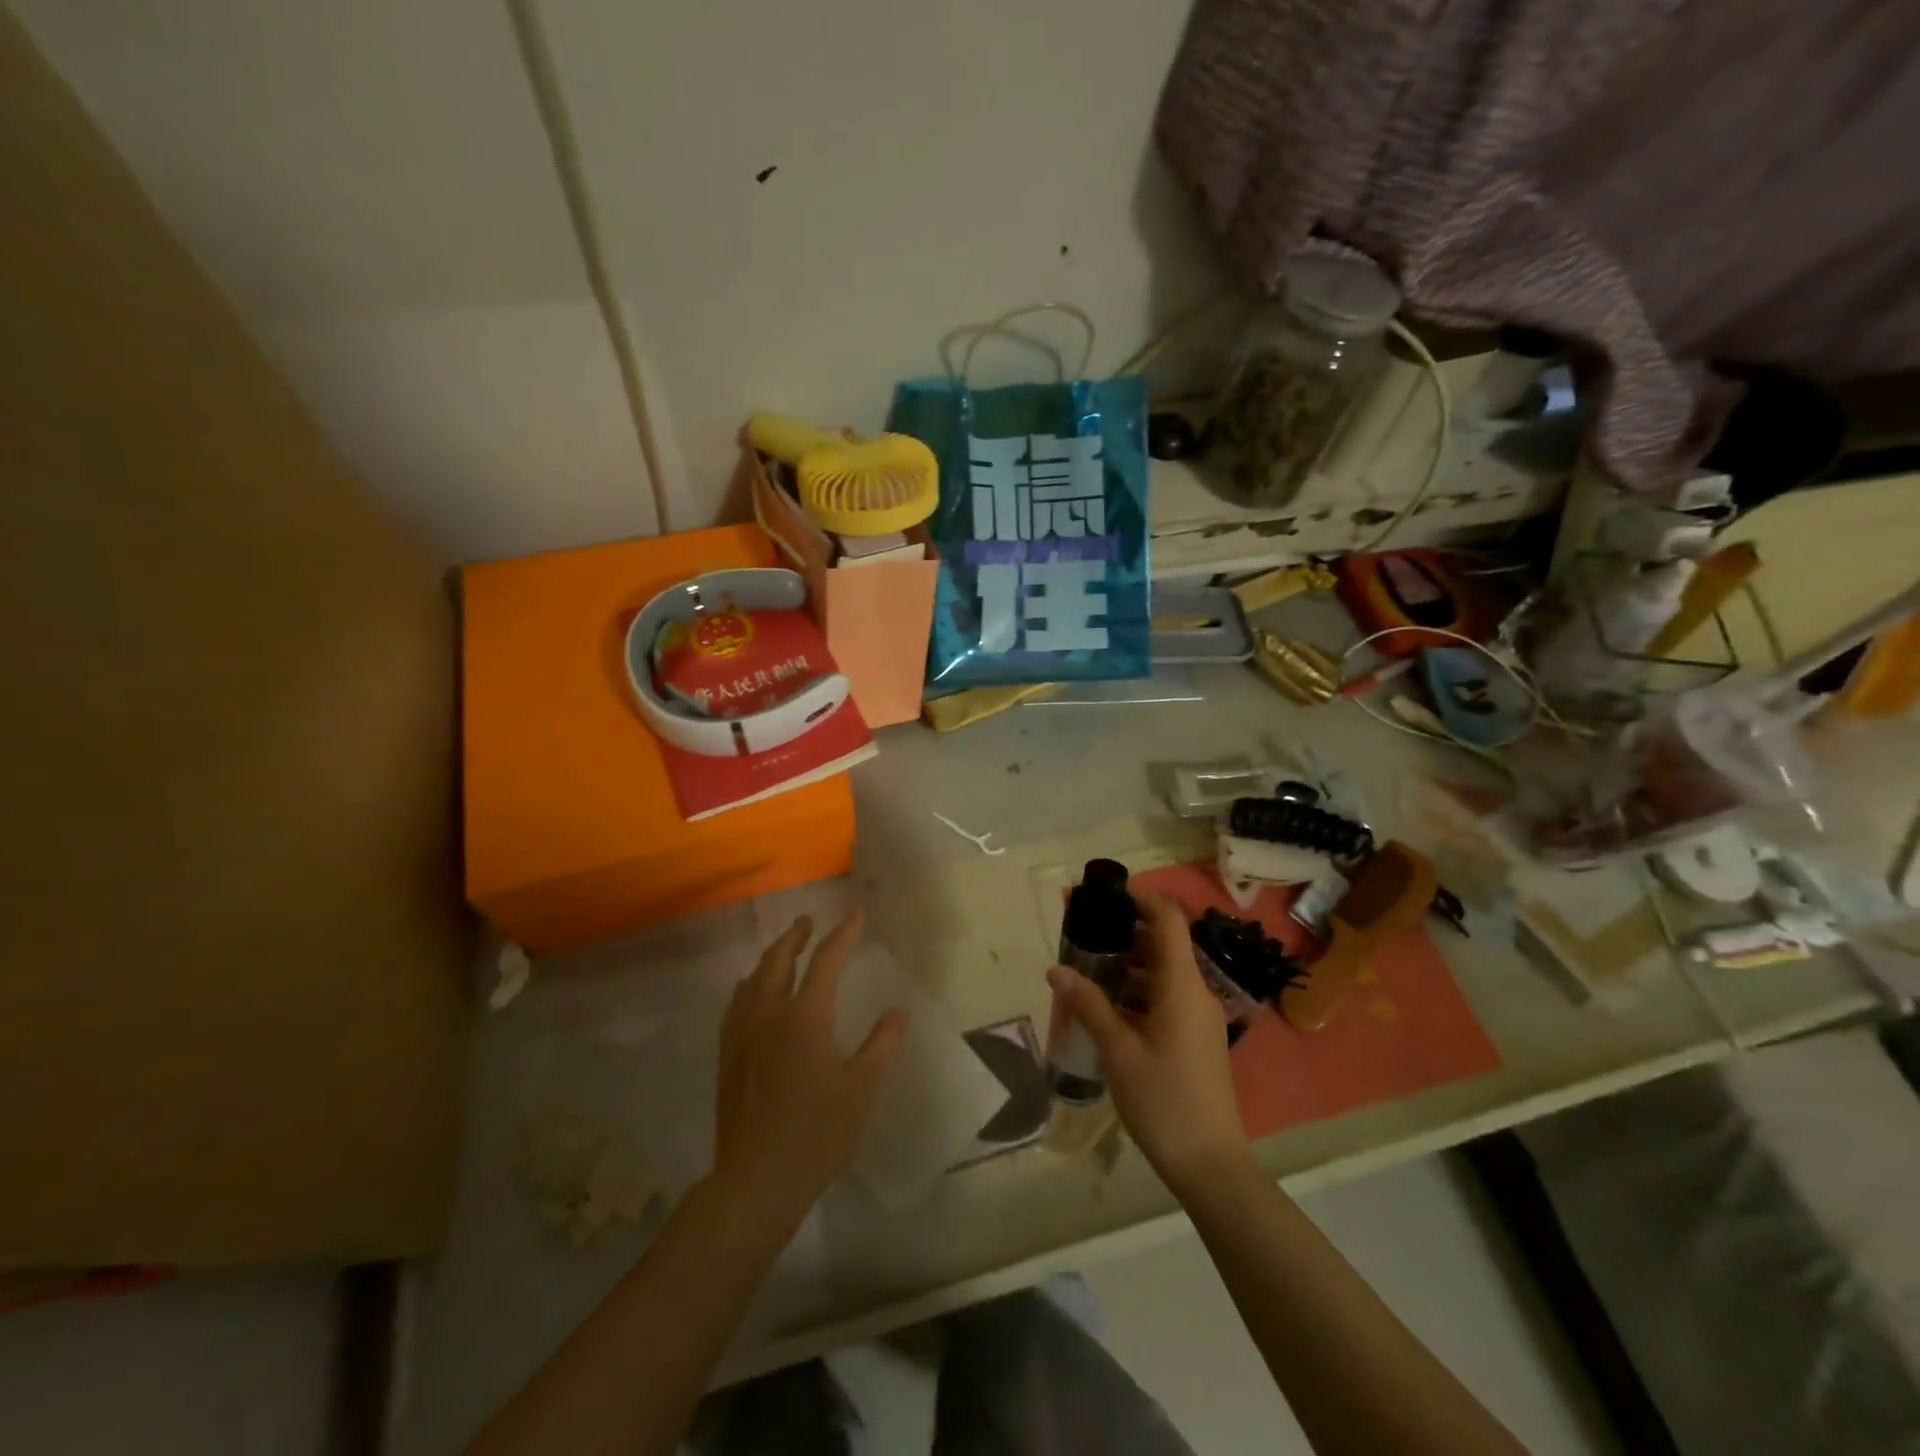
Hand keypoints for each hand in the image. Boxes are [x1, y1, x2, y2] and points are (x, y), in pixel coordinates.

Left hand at [710, 912, 907, 1244]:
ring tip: (785, 949)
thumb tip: (900, 1011)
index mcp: (805, 1018)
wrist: (755, 1181)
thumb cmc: (816, 1135)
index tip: (855, 915)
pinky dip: (750, 983)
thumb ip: (881, 1045)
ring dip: (772, 956)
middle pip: (779, 960)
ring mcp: (742, 1033)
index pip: (826, 962)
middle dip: (796, 936)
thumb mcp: (860, 1091)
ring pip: (753, 978)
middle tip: (808, 922)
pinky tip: (752, 991)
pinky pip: (737, 1002)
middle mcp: (768, 1014)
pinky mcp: (727, 1054)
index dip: (842, 935)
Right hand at [1047, 891, 1252, 1195]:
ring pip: (1166, 973)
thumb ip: (1088, 1005)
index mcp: (1182, 987)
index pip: (1168, 921)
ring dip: (1132, 964)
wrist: (1210, 1163)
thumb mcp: (1118, 1050)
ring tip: (1090, 967)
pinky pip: (1169, 997)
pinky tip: (1110, 1006)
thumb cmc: (1163, 1100)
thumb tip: (1055, 969)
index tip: (1108, 894)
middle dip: (1128, 932)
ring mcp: (1200, 1017)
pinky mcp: (1197, 1038)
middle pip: (1166, 945)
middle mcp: (1196, 993)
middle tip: (1087, 932)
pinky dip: (1141, 990)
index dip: (1142, 899)